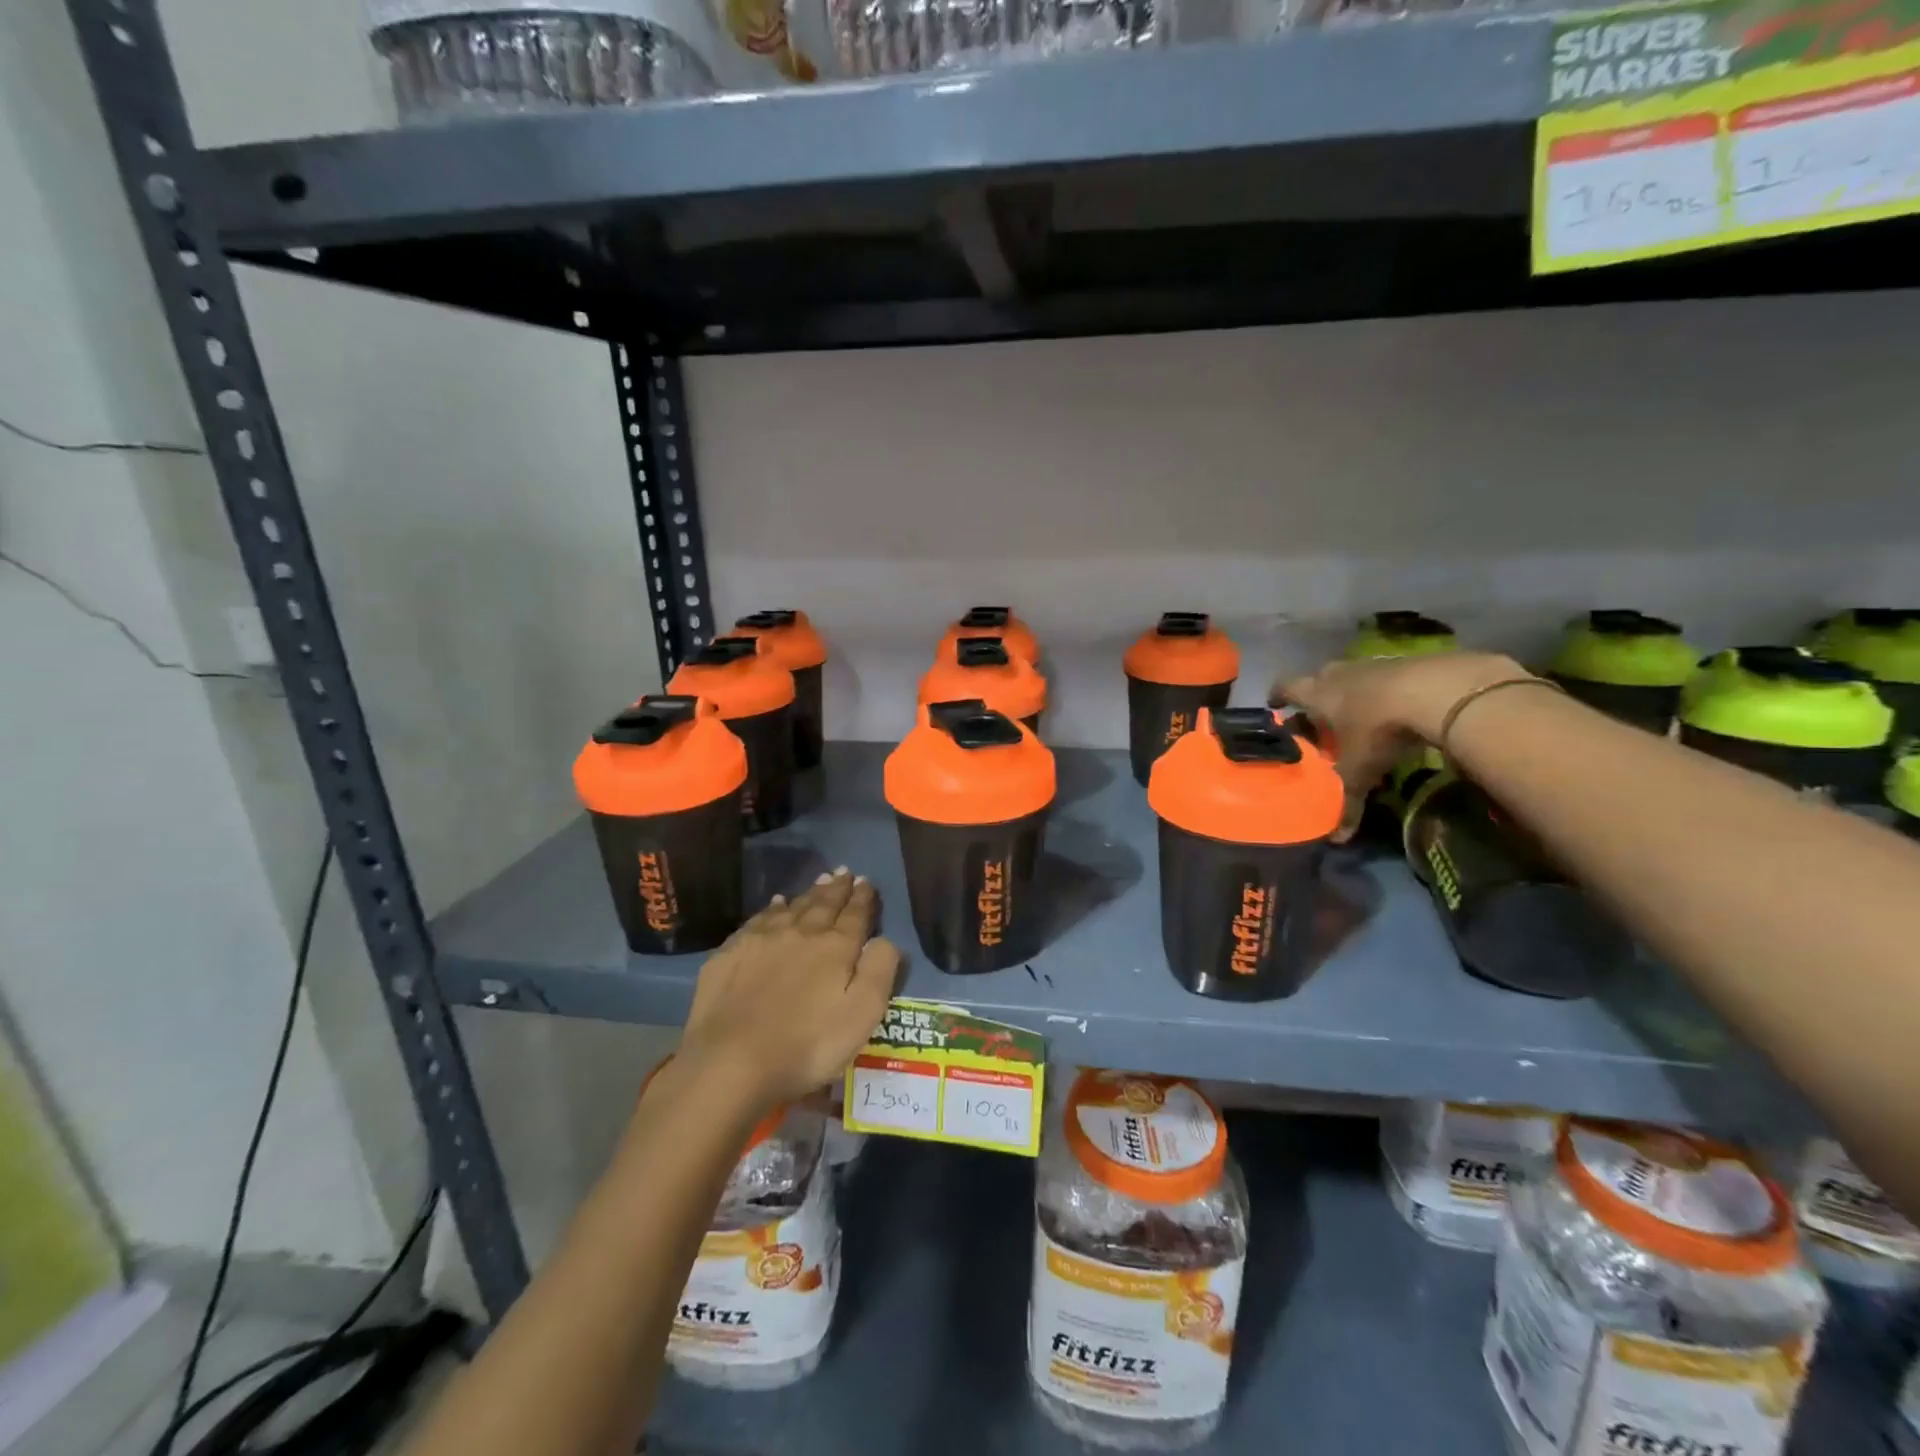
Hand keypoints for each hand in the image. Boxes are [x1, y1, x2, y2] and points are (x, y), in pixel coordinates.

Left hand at [678, 870, 899, 1109]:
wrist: (731, 1063)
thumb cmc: (807, 1046)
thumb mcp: (862, 1015)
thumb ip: (880, 970)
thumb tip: (885, 939)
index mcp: (835, 947)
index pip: (855, 914)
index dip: (863, 897)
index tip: (866, 881)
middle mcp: (800, 933)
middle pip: (823, 904)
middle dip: (837, 887)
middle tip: (844, 871)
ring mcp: (761, 940)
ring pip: (792, 907)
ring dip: (809, 893)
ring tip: (819, 881)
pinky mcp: (730, 954)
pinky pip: (758, 920)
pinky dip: (772, 908)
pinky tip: (775, 905)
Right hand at [1277, 652, 1526, 838]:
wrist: (1439, 691)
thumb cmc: (1379, 729)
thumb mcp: (1361, 770)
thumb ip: (1346, 800)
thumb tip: (1337, 838)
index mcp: (1317, 694)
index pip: (1286, 687)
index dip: (1278, 695)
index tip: (1275, 704)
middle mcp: (1340, 674)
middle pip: (1319, 678)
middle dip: (1316, 695)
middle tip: (1320, 717)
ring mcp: (1374, 664)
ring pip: (1353, 676)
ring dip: (1352, 692)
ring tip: (1359, 716)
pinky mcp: (1408, 662)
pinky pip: (1387, 676)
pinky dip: (1385, 690)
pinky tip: (1397, 709)